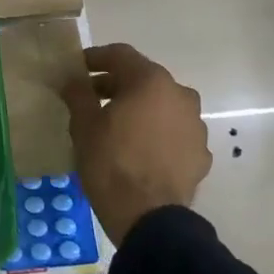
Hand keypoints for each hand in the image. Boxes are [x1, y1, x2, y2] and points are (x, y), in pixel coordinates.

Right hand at [62, 43, 210, 246]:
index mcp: (151, 81)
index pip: (121, 55)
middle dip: (116, 85)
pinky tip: (138, 150)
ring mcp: (195, 125)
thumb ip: (78, 94)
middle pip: (144, 79)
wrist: (148, 218)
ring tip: (116, 126)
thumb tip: (73, 79)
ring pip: (161, 106)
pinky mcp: (200, 153)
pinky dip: (155, 133)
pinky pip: (173, 132)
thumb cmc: (111, 163)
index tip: (77, 68)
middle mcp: (180, 95)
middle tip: (91, 97)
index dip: (96, 58)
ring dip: (139, 109)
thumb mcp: (84, 125)